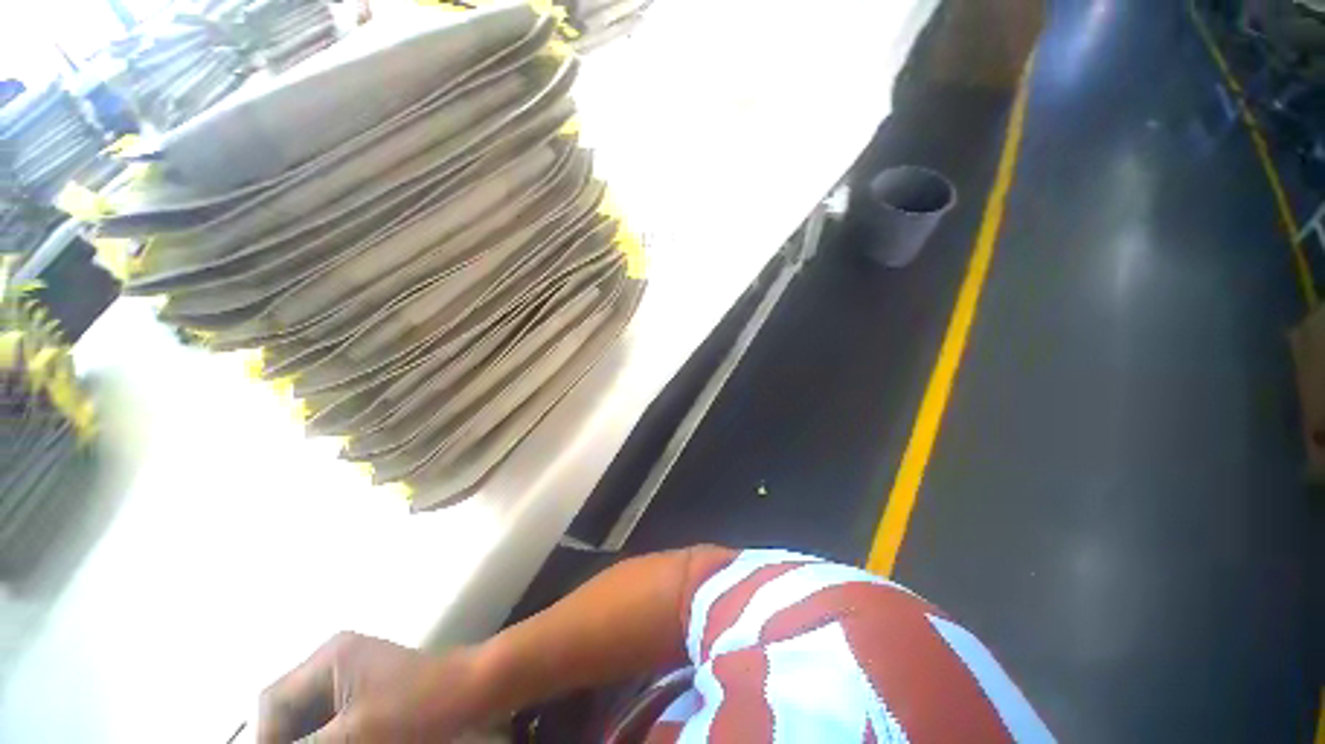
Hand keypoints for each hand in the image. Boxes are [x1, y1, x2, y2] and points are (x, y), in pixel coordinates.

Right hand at [258, 632, 488, 742]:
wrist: (473, 689)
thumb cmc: (417, 707)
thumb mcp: (353, 735)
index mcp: (329, 658)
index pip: (273, 702)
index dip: (266, 738)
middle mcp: (337, 661)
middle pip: (289, 709)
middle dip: (288, 739)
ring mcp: (355, 675)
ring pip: (310, 718)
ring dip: (307, 740)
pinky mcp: (371, 692)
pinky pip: (332, 720)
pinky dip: (327, 739)